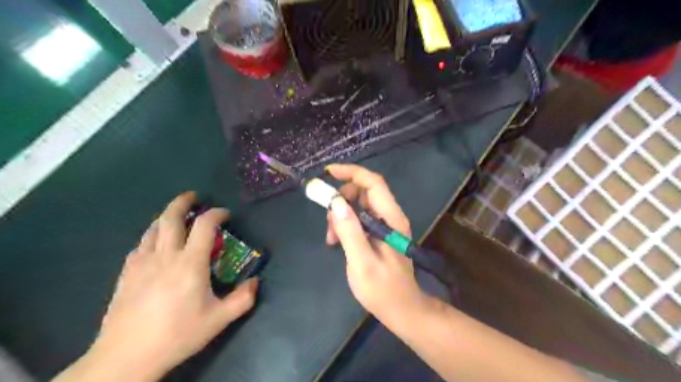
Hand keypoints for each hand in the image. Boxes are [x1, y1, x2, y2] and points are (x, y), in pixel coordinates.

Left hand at [62, 193, 257, 380]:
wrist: (126, 357)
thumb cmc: (177, 335)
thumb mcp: (218, 320)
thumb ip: (242, 299)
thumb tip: (256, 282)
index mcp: (190, 264)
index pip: (205, 226)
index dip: (217, 214)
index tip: (225, 214)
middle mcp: (165, 256)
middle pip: (171, 218)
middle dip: (183, 202)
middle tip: (193, 197)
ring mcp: (142, 263)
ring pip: (153, 228)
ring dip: (166, 216)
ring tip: (176, 215)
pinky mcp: (126, 274)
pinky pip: (140, 244)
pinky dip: (151, 235)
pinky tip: (155, 243)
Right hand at [326, 164, 429, 324]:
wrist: (402, 308)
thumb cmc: (383, 289)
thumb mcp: (362, 262)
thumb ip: (350, 232)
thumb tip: (336, 203)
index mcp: (391, 218)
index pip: (373, 183)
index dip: (351, 173)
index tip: (328, 172)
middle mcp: (390, 216)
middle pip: (364, 191)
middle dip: (342, 199)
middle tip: (327, 220)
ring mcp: (385, 224)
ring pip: (359, 204)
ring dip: (341, 214)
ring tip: (331, 238)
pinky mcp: (379, 232)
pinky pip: (359, 217)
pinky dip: (345, 223)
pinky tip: (337, 241)